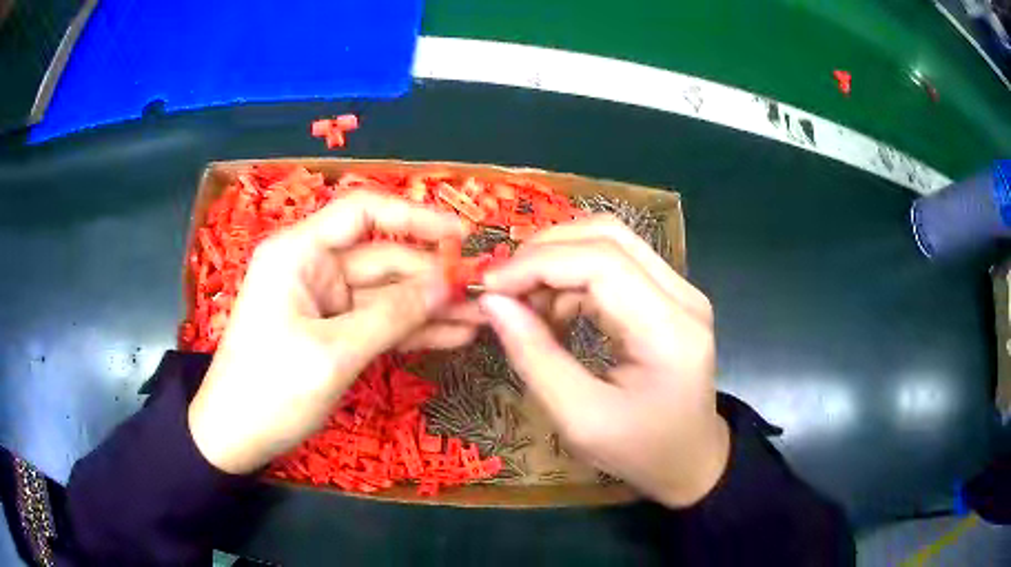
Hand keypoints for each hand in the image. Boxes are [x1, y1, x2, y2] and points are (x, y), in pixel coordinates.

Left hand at [188, 192, 475, 473]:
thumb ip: (393, 316)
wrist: (234, 438)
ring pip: (386, 295)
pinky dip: (410, 331)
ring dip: (429, 307)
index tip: (461, 238)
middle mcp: (312, 267)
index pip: (363, 212)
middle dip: (432, 277)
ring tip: (479, 320)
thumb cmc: (270, 390)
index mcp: (299, 252)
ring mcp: (322, 302)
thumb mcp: (333, 353)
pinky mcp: (331, 332)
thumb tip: (449, 284)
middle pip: (382, 259)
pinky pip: (377, 323)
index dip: (415, 218)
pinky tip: (451, 336)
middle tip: (485, 295)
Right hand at [480, 215, 729, 507]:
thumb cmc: (640, 451)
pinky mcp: (670, 295)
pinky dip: (574, 275)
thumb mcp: (580, 419)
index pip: (601, 262)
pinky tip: (553, 309)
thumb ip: (535, 358)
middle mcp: (683, 296)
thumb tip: (493, 303)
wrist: (691, 459)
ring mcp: (681, 291)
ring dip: (558, 260)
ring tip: (524, 302)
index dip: (538, 264)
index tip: (489, 287)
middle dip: (544, 251)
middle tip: (502, 287)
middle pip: (607, 235)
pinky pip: (616, 263)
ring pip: (610, 241)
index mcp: (669, 330)